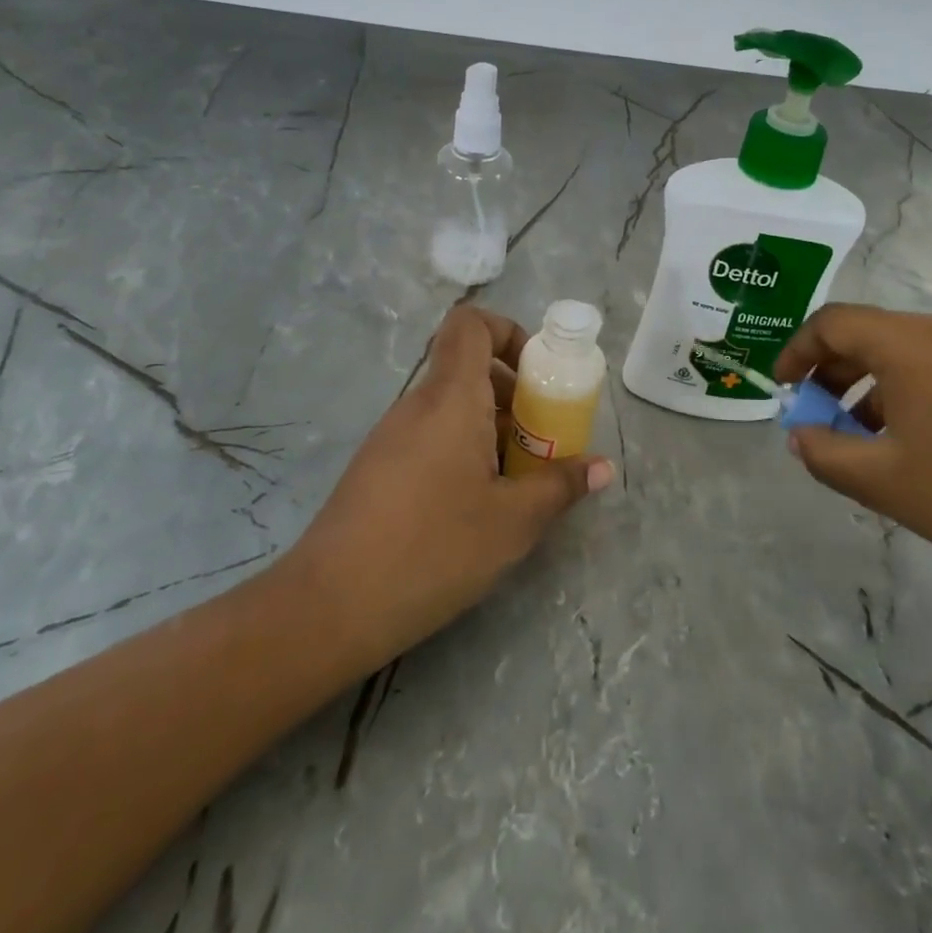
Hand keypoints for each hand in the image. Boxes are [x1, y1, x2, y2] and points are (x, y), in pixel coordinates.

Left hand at [274, 305, 612, 673]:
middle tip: (543, 440)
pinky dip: (463, 452)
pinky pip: (431, 437)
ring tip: (517, 481)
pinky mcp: (378, 469)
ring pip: (452, 409)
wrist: (329, 608)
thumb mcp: (513, 522)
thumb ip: (560, 485)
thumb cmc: (433, 549)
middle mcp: (417, 405)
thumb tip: (602, 468)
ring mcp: (391, 437)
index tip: (537, 376)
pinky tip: (477, 506)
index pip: (470, 324)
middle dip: (515, 395)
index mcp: (450, 399)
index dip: (509, 332)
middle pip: (469, 369)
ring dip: (492, 429)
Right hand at [774, 304, 931, 651]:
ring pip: (915, 352)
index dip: (797, 350)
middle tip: (821, 415)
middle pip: (875, 333)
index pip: (834, 322)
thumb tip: (799, 434)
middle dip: (835, 371)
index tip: (783, 387)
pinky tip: (929, 441)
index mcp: (912, 345)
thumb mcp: (883, 483)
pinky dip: (920, 390)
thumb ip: (824, 453)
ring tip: (872, 437)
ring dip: (878, 384)